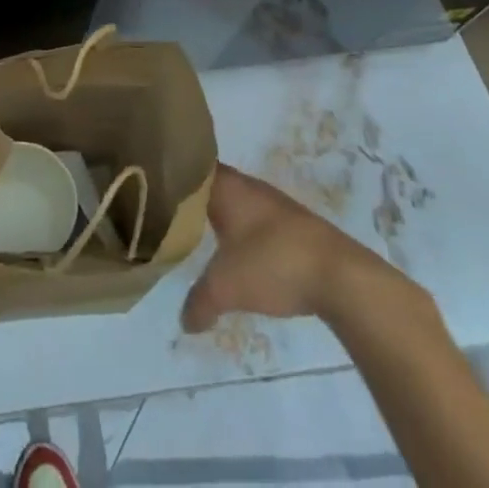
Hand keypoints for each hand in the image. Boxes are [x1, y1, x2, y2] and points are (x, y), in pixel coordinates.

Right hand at [182, 163, 423, 332]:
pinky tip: (234, 250)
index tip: (149, 185)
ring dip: (217, 214)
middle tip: (164, 213)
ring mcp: (271, 202)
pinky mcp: (291, 223)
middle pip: (209, 182)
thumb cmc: (273, 263)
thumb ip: (199, 301)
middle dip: (190, 197)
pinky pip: (252, 217)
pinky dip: (239, 228)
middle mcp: (246, 185)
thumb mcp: (226, 287)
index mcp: (225, 185)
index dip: (170, 173)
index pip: (189, 166)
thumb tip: (184, 321)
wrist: (339, 275)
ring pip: (233, 200)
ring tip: (194, 232)